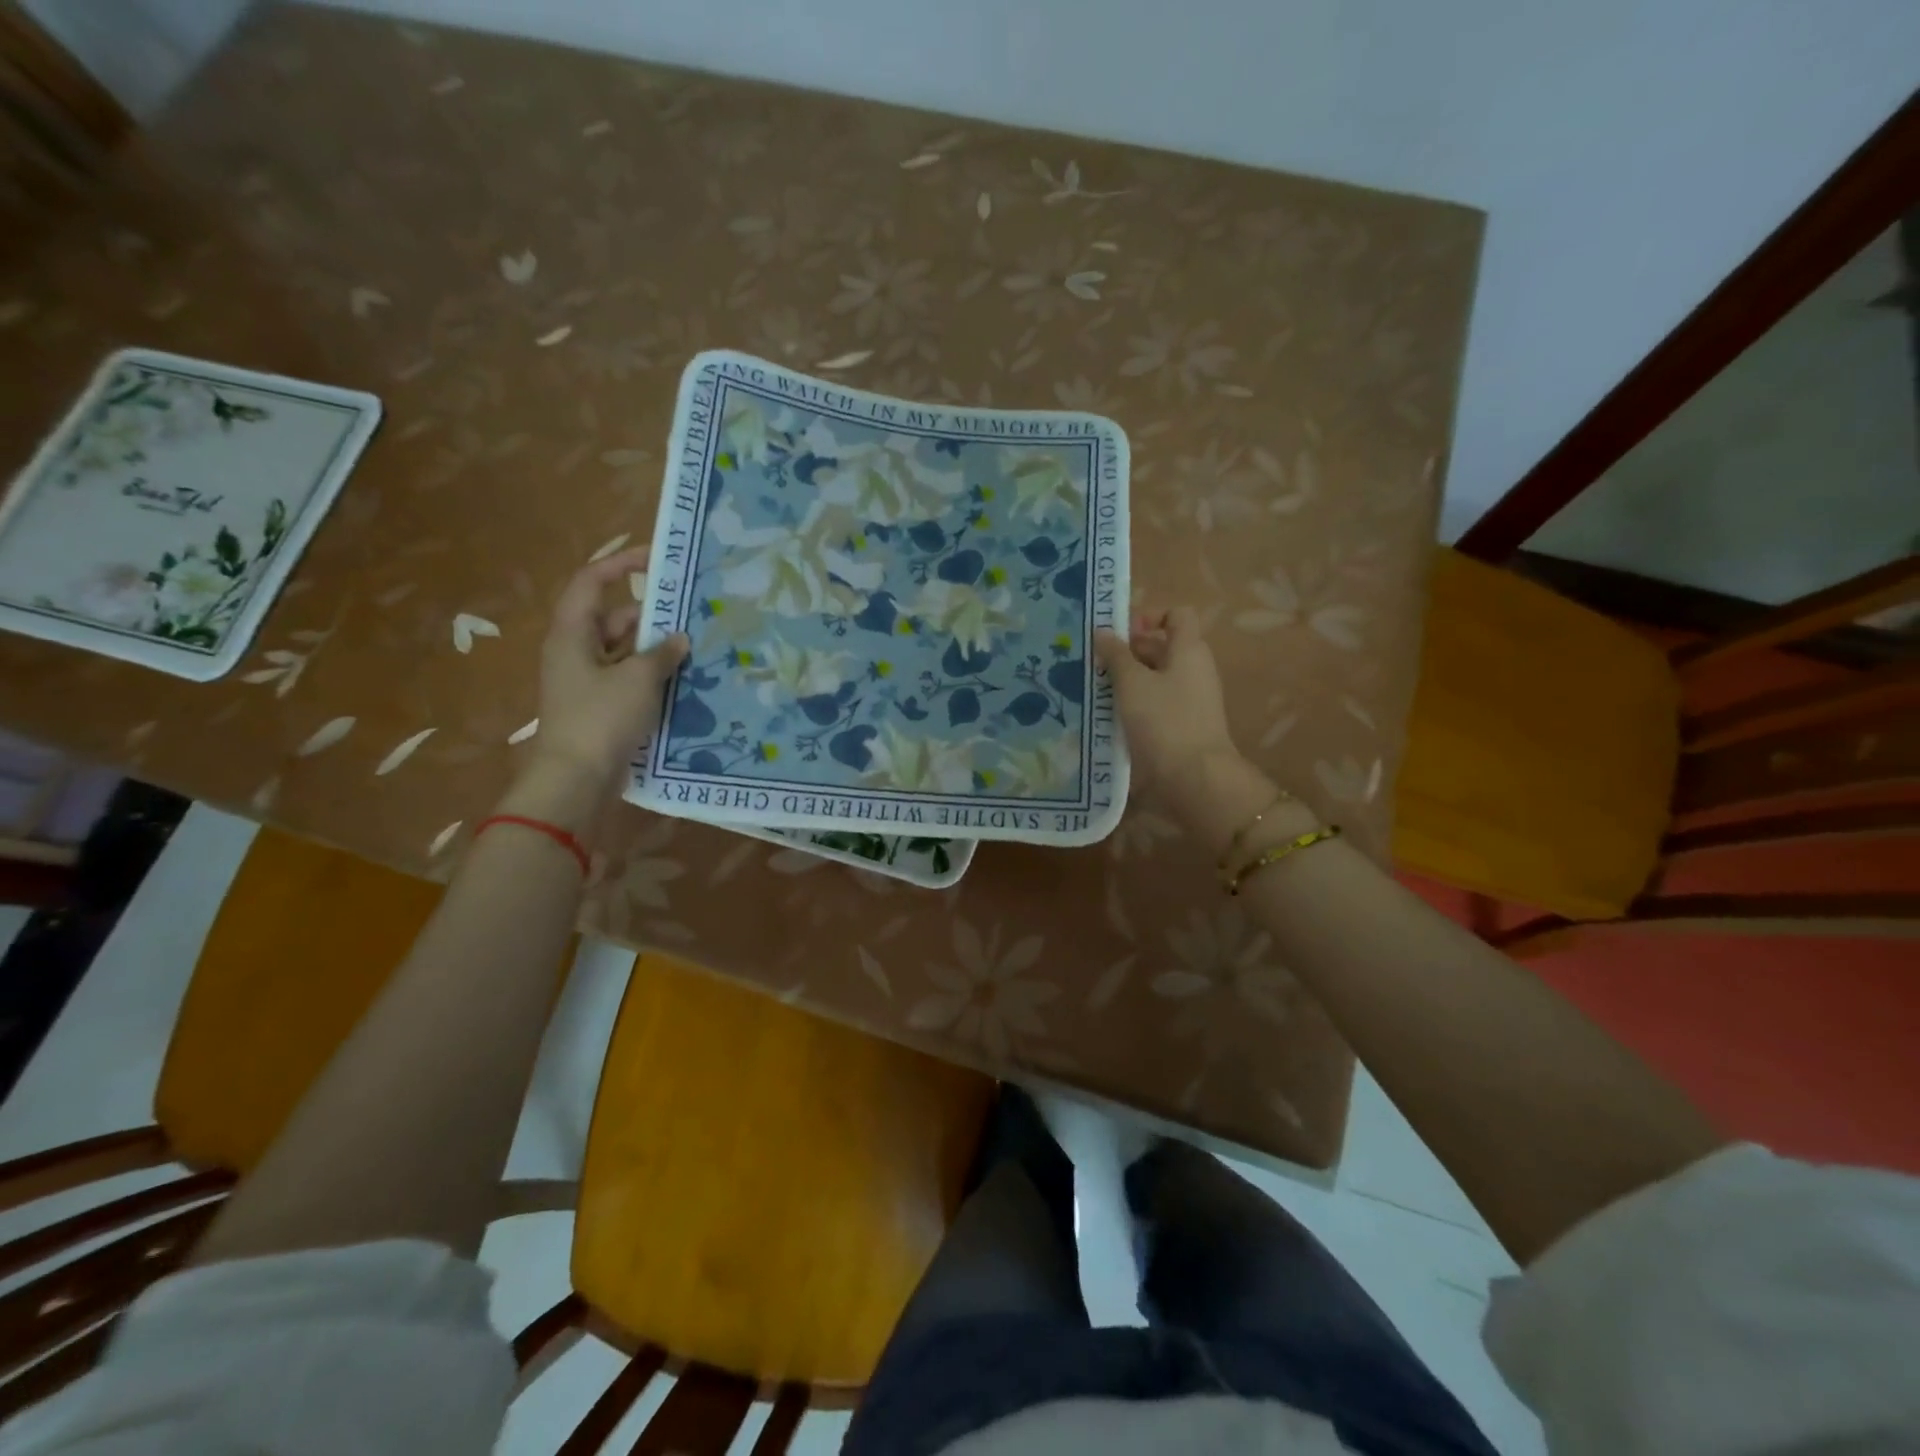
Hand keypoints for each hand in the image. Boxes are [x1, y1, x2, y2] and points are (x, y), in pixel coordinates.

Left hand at [533, 546, 688, 789]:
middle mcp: (575, 651)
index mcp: (572, 633)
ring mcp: (586, 681)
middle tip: (691, 614)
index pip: (592, 582)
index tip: (656, 559)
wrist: (576, 779)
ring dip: (654, 649)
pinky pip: (627, 679)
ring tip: (694, 649)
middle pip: (612, 618)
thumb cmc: (601, 719)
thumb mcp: (638, 679)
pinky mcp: (599, 706)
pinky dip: (650, 676)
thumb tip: (679, 638)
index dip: (621, 564)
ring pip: (623, 651)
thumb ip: (661, 653)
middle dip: (650, 615)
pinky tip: (682, 681)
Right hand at [1095, 607, 1241, 799]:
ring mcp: (1190, 699)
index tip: (1119, 635)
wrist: (1194, 779)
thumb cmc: (1163, 721)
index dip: (1148, 617)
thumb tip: (1103, 631)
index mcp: (1189, 650)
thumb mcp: (1132, 683)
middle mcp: (1194, 669)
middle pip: (1162, 646)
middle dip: (1128, 651)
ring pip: (1155, 677)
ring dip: (1127, 679)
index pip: (1176, 615)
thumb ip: (1116, 655)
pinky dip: (1135, 703)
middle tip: (1095, 664)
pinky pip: (1156, 702)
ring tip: (1095, 690)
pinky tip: (1109, 715)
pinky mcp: (1182, 724)